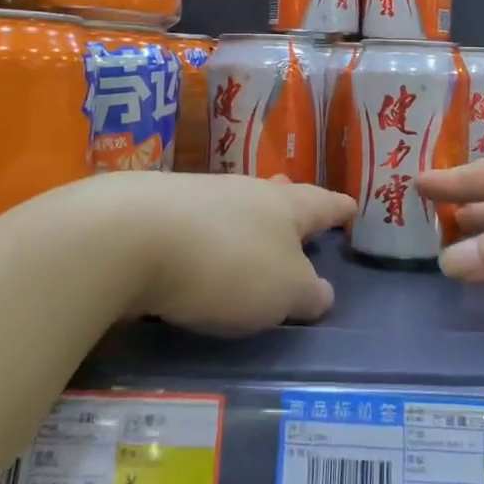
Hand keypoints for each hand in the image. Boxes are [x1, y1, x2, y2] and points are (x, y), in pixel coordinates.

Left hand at [97, 172, 354, 333]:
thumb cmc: (227, 264)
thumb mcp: (282, 291)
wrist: (130, 237)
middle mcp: (245, 191)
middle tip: (300, 208)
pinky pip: (197, 222)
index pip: (322, 203)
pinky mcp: (157, 211)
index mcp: (284, 206)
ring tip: (252, 232)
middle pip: (276, 195)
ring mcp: (198, 196)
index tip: (352, 206)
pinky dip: (209, 234)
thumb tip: (323, 292)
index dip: (339, 208)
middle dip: (290, 205)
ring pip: (234, 206)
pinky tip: (199, 249)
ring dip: (247, 219)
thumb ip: (307, 293)